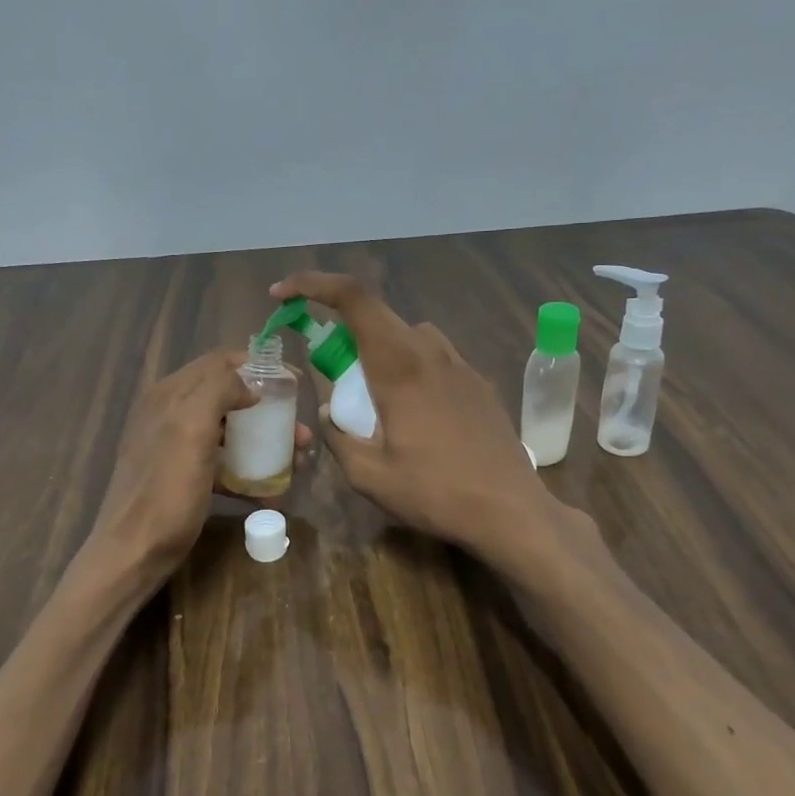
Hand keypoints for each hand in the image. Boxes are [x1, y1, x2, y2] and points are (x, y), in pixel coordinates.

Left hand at [89, 349, 309, 583]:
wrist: (133, 553)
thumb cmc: (165, 491)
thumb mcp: (191, 431)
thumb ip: (218, 391)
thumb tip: (250, 384)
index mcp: (170, 394)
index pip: (220, 362)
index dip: (258, 367)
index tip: (294, 383)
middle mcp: (171, 412)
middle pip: (229, 397)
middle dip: (268, 411)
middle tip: (300, 433)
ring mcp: (176, 445)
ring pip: (229, 431)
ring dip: (264, 442)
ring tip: (296, 462)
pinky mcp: (183, 475)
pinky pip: (222, 463)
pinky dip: (247, 472)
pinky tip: (271, 492)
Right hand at [270, 272, 560, 566]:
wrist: (511, 510)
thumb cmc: (436, 492)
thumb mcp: (369, 475)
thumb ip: (338, 437)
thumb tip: (329, 412)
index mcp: (399, 365)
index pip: (353, 298)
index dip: (313, 284)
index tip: (283, 295)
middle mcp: (430, 352)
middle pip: (378, 315)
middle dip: (342, 328)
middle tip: (328, 369)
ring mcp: (460, 365)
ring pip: (409, 335)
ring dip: (380, 349)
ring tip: (372, 396)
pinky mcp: (479, 384)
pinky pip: (434, 357)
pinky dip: (409, 367)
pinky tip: (414, 414)